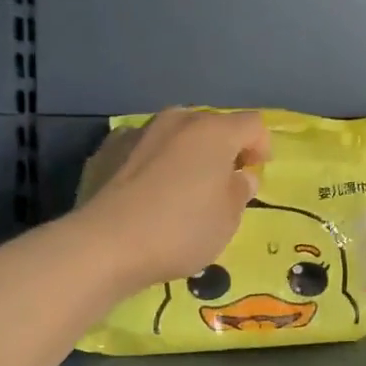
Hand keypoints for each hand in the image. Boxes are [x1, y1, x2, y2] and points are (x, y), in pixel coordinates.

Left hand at [77, 109, 271, 291]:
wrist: (104, 245)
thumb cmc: (180, 230)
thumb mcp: (228, 220)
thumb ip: (240, 191)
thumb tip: (240, 176)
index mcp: (214, 132)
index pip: (252, 125)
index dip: (261, 146)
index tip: (255, 173)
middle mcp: (177, 121)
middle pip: (211, 125)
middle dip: (222, 148)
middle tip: (221, 182)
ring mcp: (139, 131)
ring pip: (174, 134)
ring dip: (185, 153)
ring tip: (181, 186)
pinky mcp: (107, 149)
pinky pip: (142, 148)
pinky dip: (150, 162)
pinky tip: (144, 190)